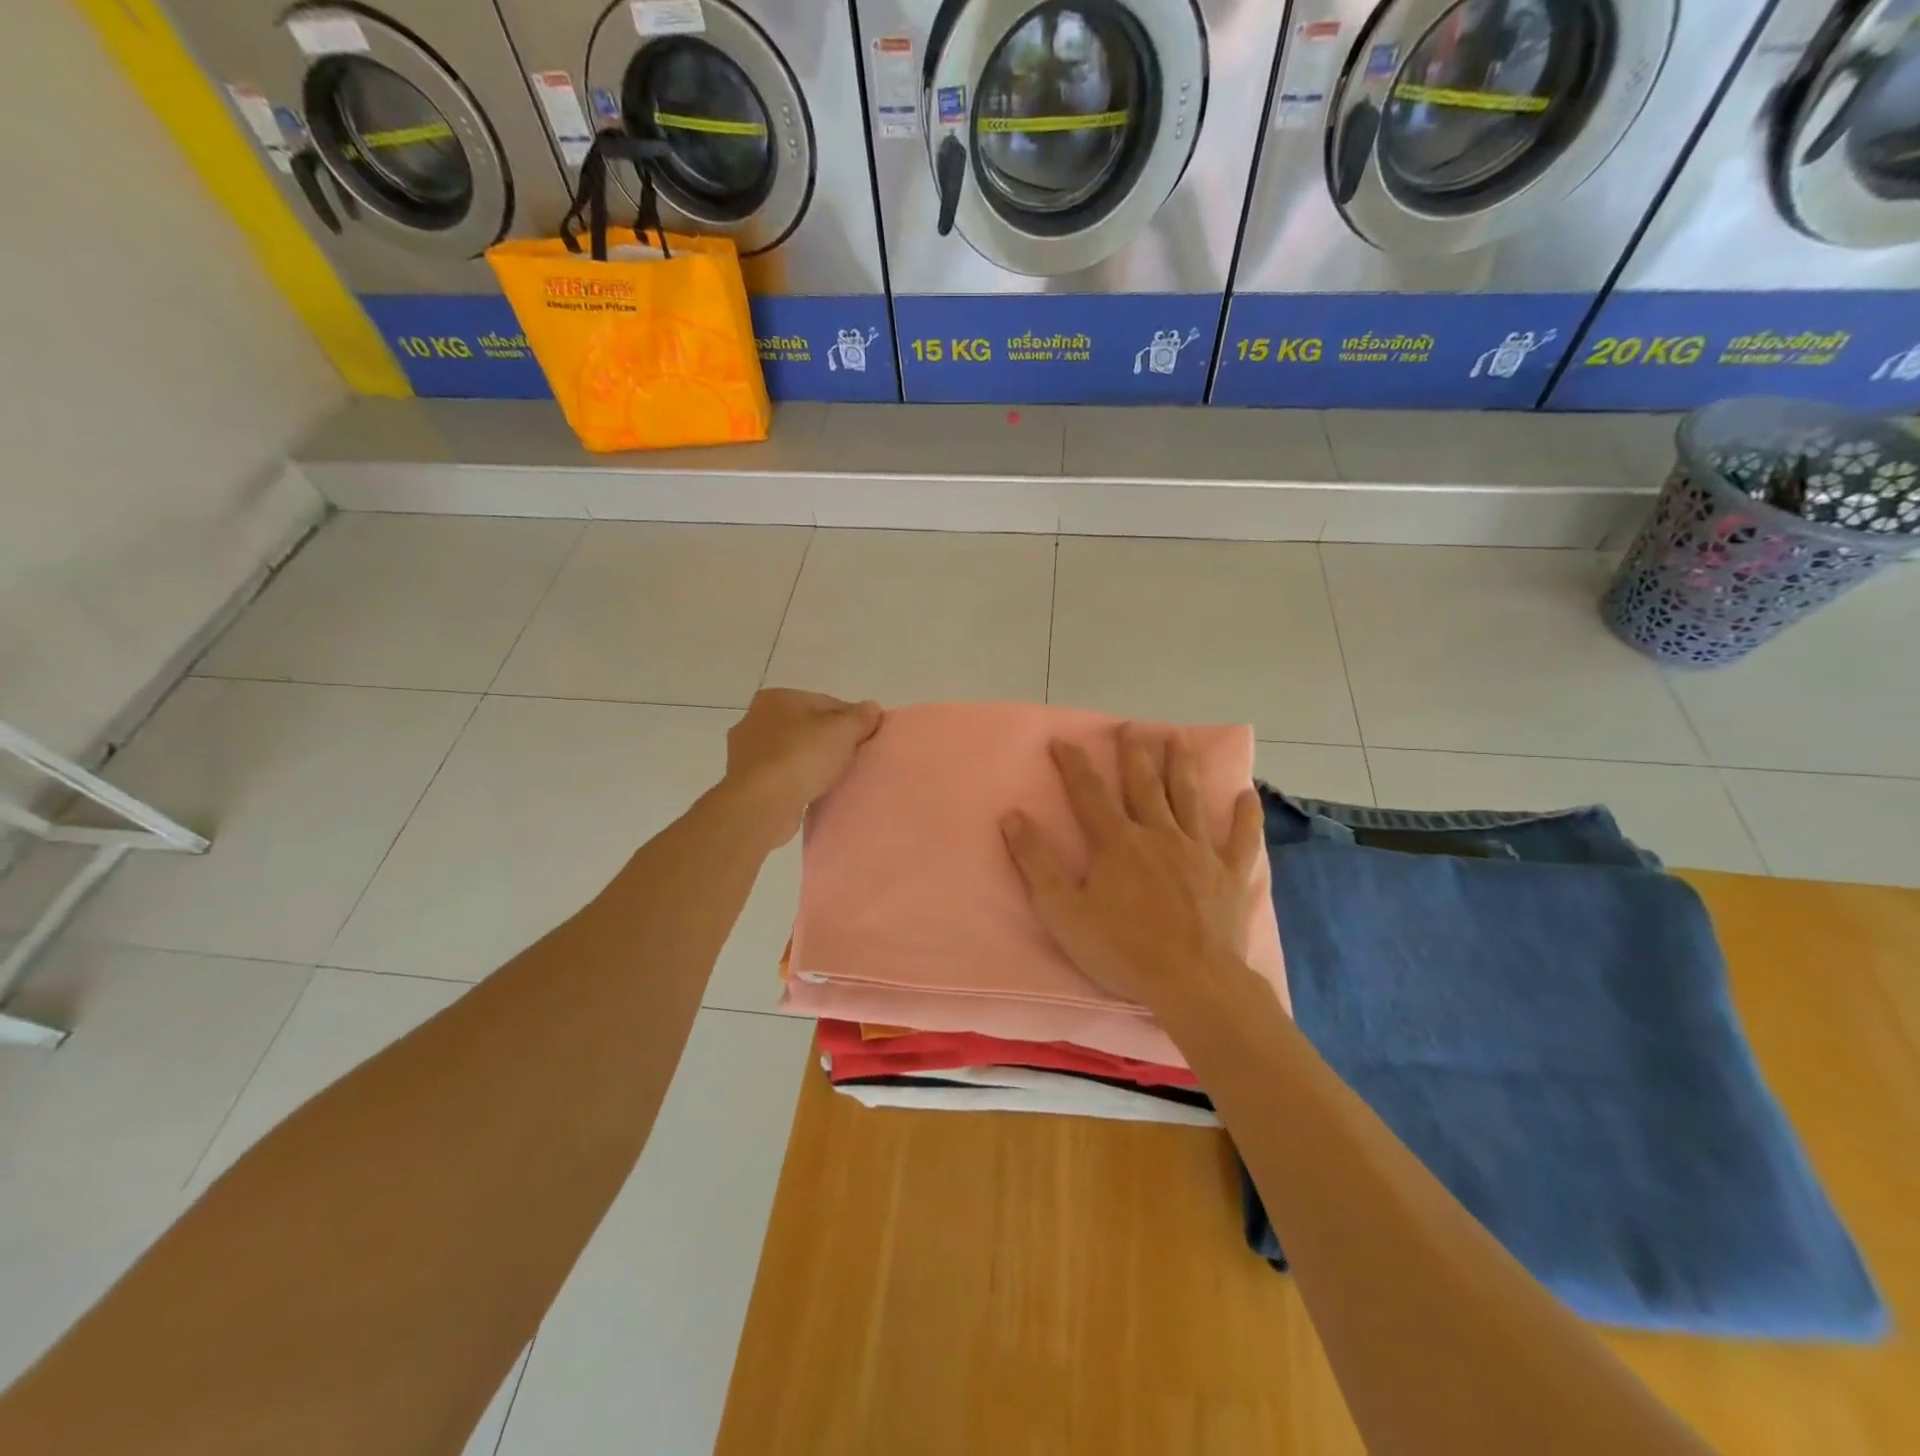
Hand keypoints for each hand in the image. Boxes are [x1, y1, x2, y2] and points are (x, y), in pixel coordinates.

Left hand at [723, 689, 882, 844]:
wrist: (761, 804)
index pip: (827, 703)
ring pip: (793, 751)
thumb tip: (872, 709)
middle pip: (808, 726)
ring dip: (812, 761)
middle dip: (830, 740)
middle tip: (854, 759)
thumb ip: (861, 717)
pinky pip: (781, 774)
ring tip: (835, 778)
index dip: (852, 720)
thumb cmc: (802, 757)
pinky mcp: (745, 781)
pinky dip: (796, 780)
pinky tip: (812, 791)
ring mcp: (746, 751)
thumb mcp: (843, 731)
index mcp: (777, 698)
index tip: (867, 739)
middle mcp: (755, 718)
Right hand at [1001, 725, 1263, 1014]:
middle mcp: (1158, 835)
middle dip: (1134, 753)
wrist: (1192, 982)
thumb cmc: (1121, 949)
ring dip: (1182, 766)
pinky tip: (1247, 794)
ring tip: (1179, 739)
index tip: (1062, 741)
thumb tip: (1012, 816)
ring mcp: (1198, 852)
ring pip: (1188, 799)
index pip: (1088, 792)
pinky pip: (1240, 839)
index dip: (1073, 764)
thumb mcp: (1063, 910)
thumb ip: (1036, 861)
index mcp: (1116, 842)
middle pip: (1144, 785)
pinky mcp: (1229, 875)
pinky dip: (1244, 817)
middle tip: (1131, 726)